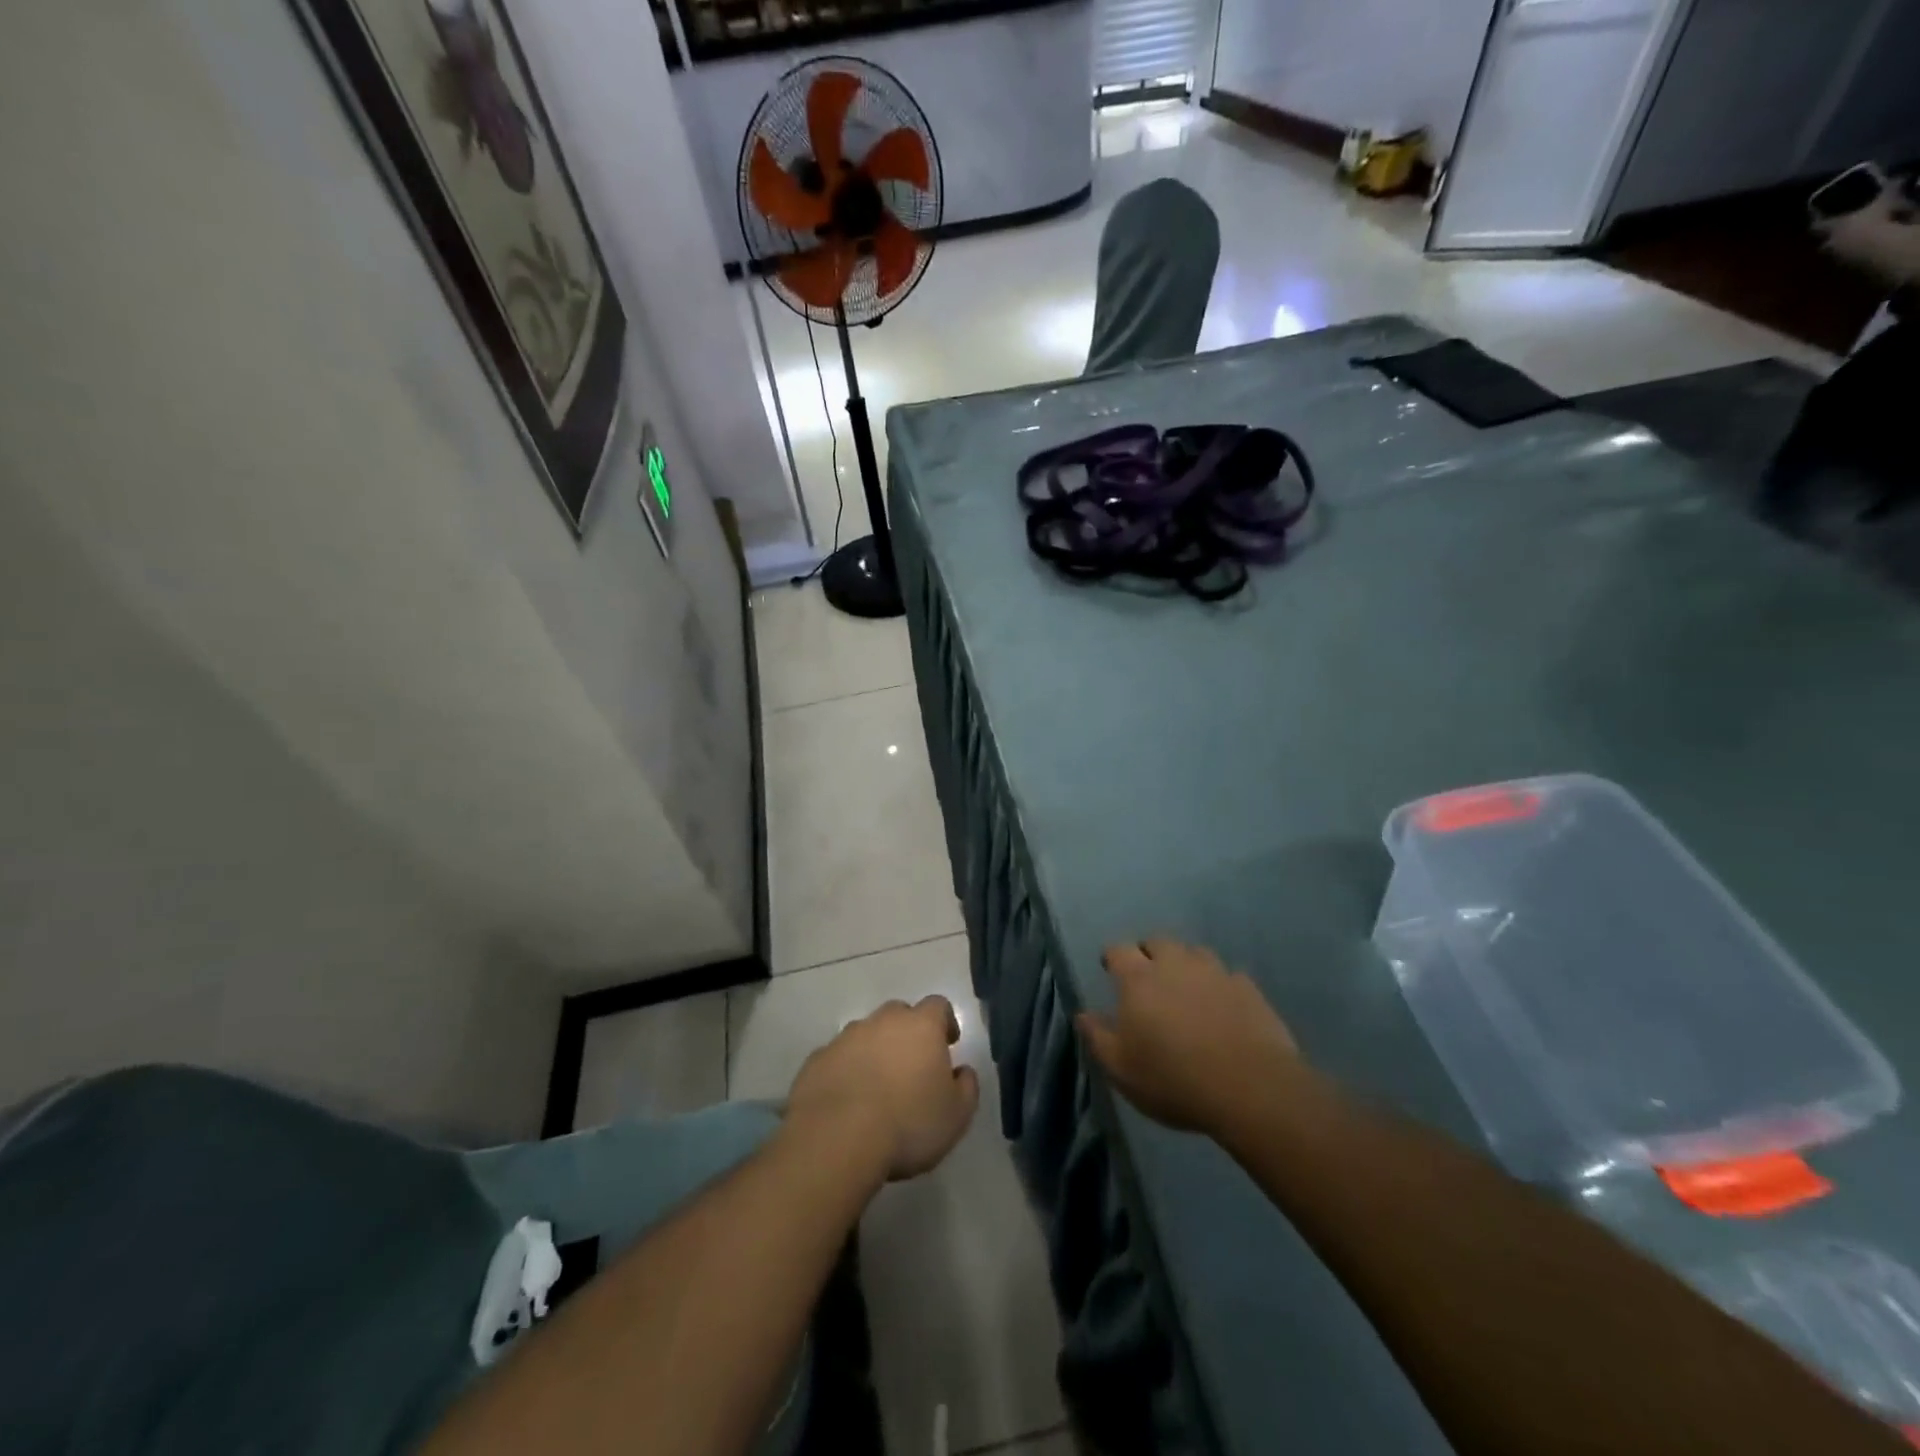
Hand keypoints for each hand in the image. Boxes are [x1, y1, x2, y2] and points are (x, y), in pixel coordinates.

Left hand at [787, 996, 980, 1180]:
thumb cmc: (908, 1124)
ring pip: (865, 1035)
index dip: (945, 1022)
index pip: (938, 1006)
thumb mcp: (957, 1116)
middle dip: (907, 1034)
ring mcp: (845, 1038)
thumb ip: (967, 1087)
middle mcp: (882, 1021)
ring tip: (877, 1088)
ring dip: (874, 1051)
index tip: (948, 1044)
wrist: (837, 1139)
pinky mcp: (816, 1060)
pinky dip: (845, 1071)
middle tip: (912, 1067)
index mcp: (921, 1026)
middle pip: (899, 1015)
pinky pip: (837, 1058)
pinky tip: (847, 1100)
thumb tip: (963, 1071)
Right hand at [1077, 938, 1302, 1133]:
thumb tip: (1082, 1015)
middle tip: (1147, 975)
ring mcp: (1215, 972)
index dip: (1112, 957)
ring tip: (1186, 987)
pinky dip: (1220, 984)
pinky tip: (1222, 1004)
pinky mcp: (1248, 988)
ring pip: (1195, 953)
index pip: (1118, 950)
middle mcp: (1175, 964)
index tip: (1109, 969)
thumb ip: (1098, 1038)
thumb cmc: (1174, 1080)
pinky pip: (1228, 975)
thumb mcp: (1122, 1070)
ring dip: (1186, 964)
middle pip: (1158, 942)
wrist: (1251, 1089)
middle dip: (1148, 953)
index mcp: (1139, 979)